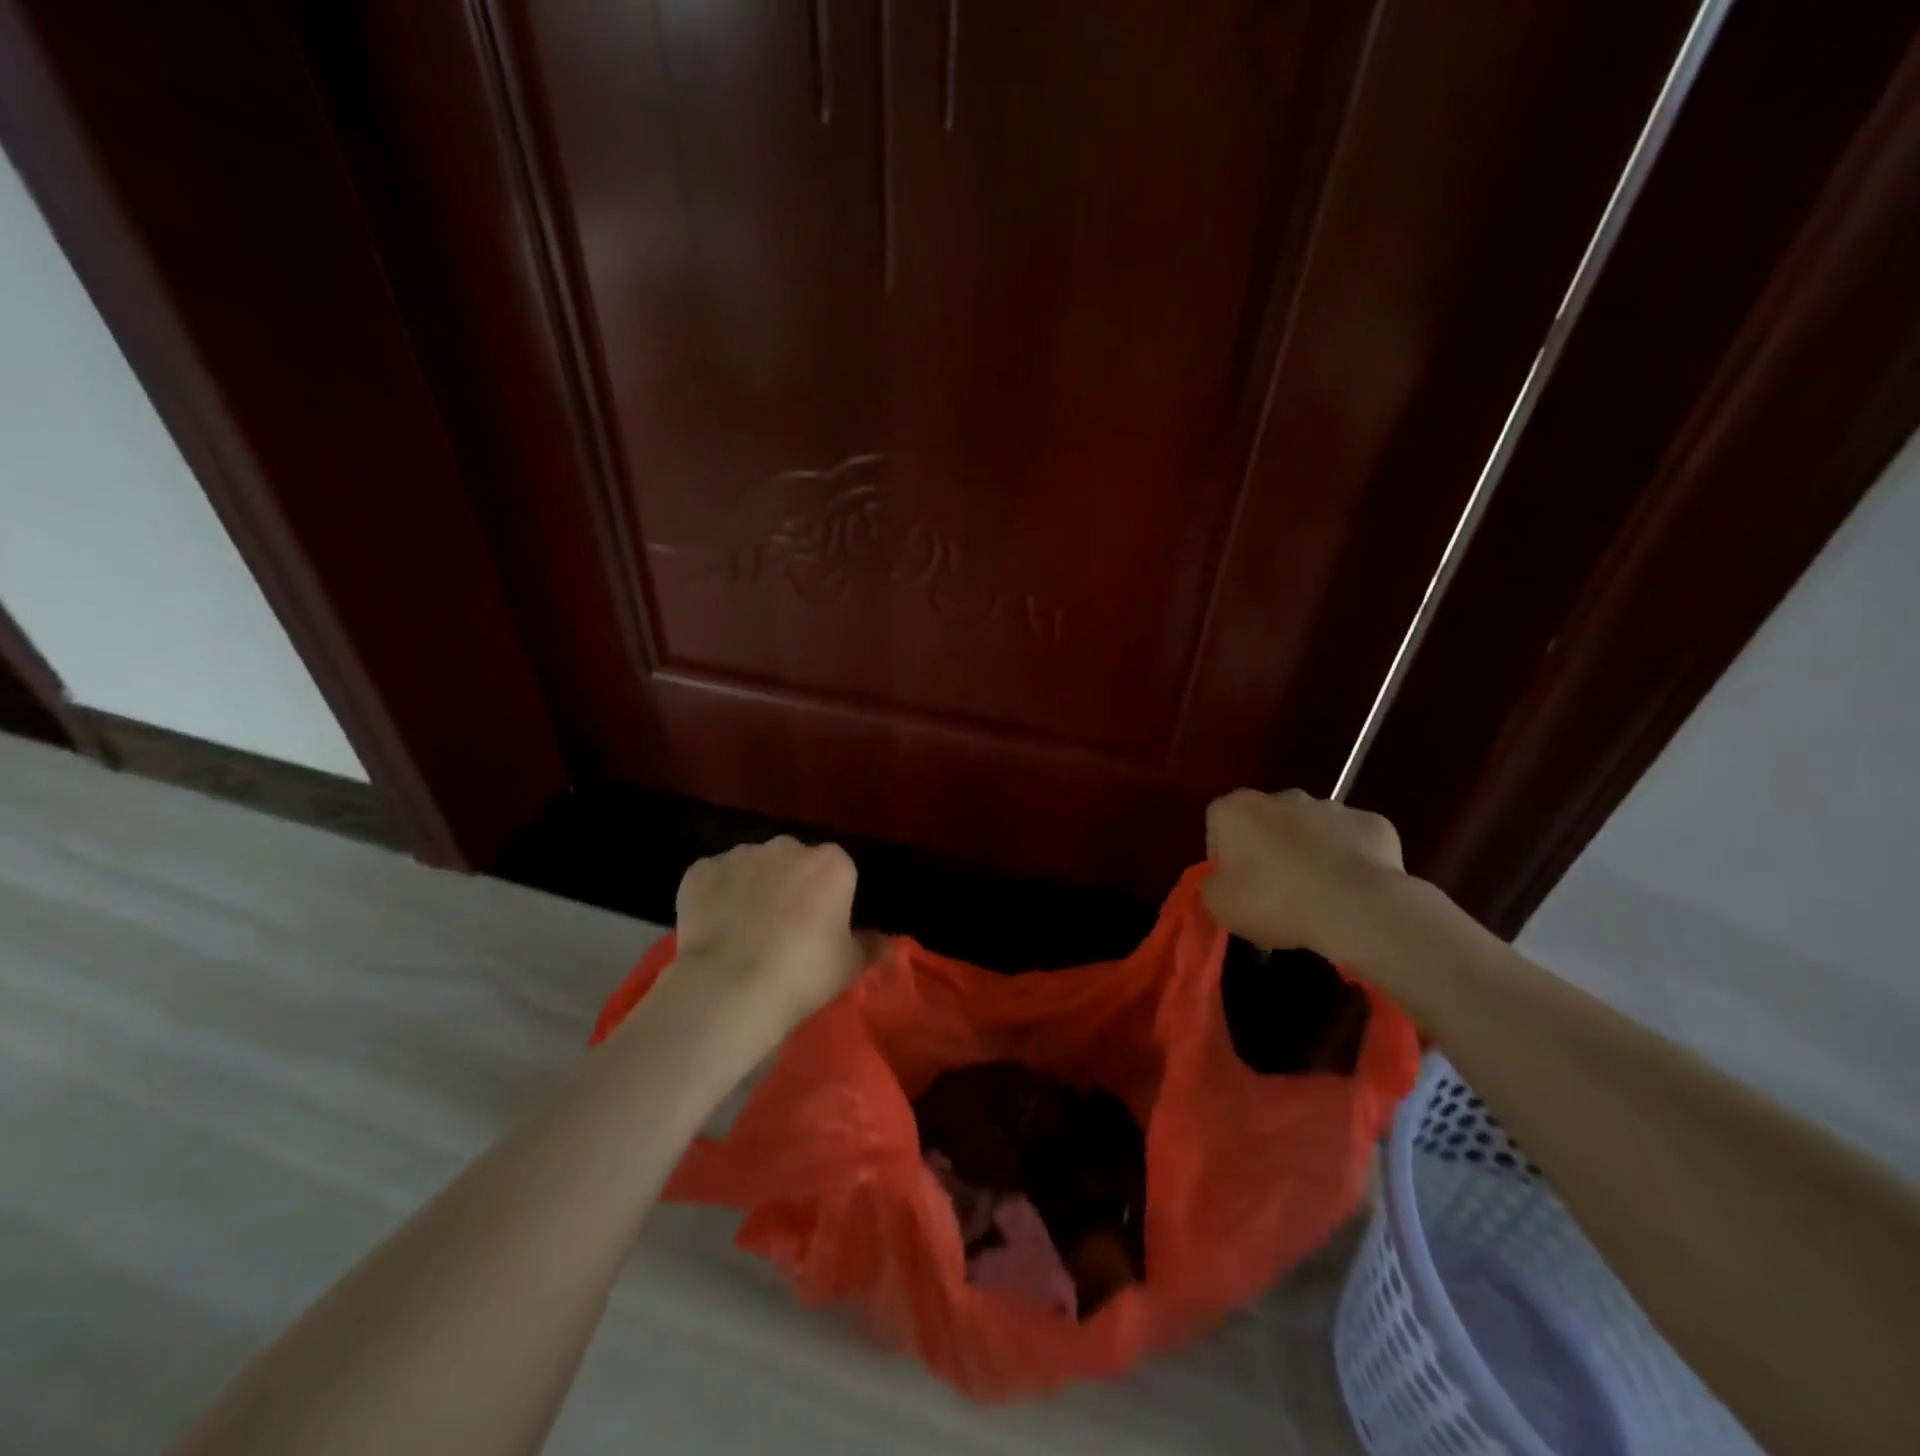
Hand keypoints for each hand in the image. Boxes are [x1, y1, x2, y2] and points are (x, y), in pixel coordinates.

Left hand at [663, 837, 866, 1039]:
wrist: (731, 987)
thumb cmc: (803, 974)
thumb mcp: (849, 966)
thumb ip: (870, 946)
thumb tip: (886, 942)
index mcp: (832, 863)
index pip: (836, 871)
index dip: (828, 898)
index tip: (820, 927)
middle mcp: (788, 846)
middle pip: (793, 862)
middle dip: (789, 886)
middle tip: (782, 929)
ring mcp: (741, 854)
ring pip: (752, 866)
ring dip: (751, 888)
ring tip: (742, 932)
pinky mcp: (702, 870)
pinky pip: (713, 879)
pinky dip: (714, 896)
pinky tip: (712, 928)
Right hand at [1202, 788, 1404, 961]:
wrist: (1356, 907)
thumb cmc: (1274, 901)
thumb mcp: (1220, 906)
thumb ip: (1213, 886)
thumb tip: (1223, 882)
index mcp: (1237, 809)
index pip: (1218, 822)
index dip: (1222, 854)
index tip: (1233, 883)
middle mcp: (1282, 797)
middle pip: (1266, 821)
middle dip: (1267, 848)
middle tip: (1273, 890)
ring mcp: (1331, 806)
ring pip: (1311, 828)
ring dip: (1309, 852)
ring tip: (1316, 895)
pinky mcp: (1372, 822)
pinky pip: (1351, 841)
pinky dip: (1349, 860)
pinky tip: (1351, 891)